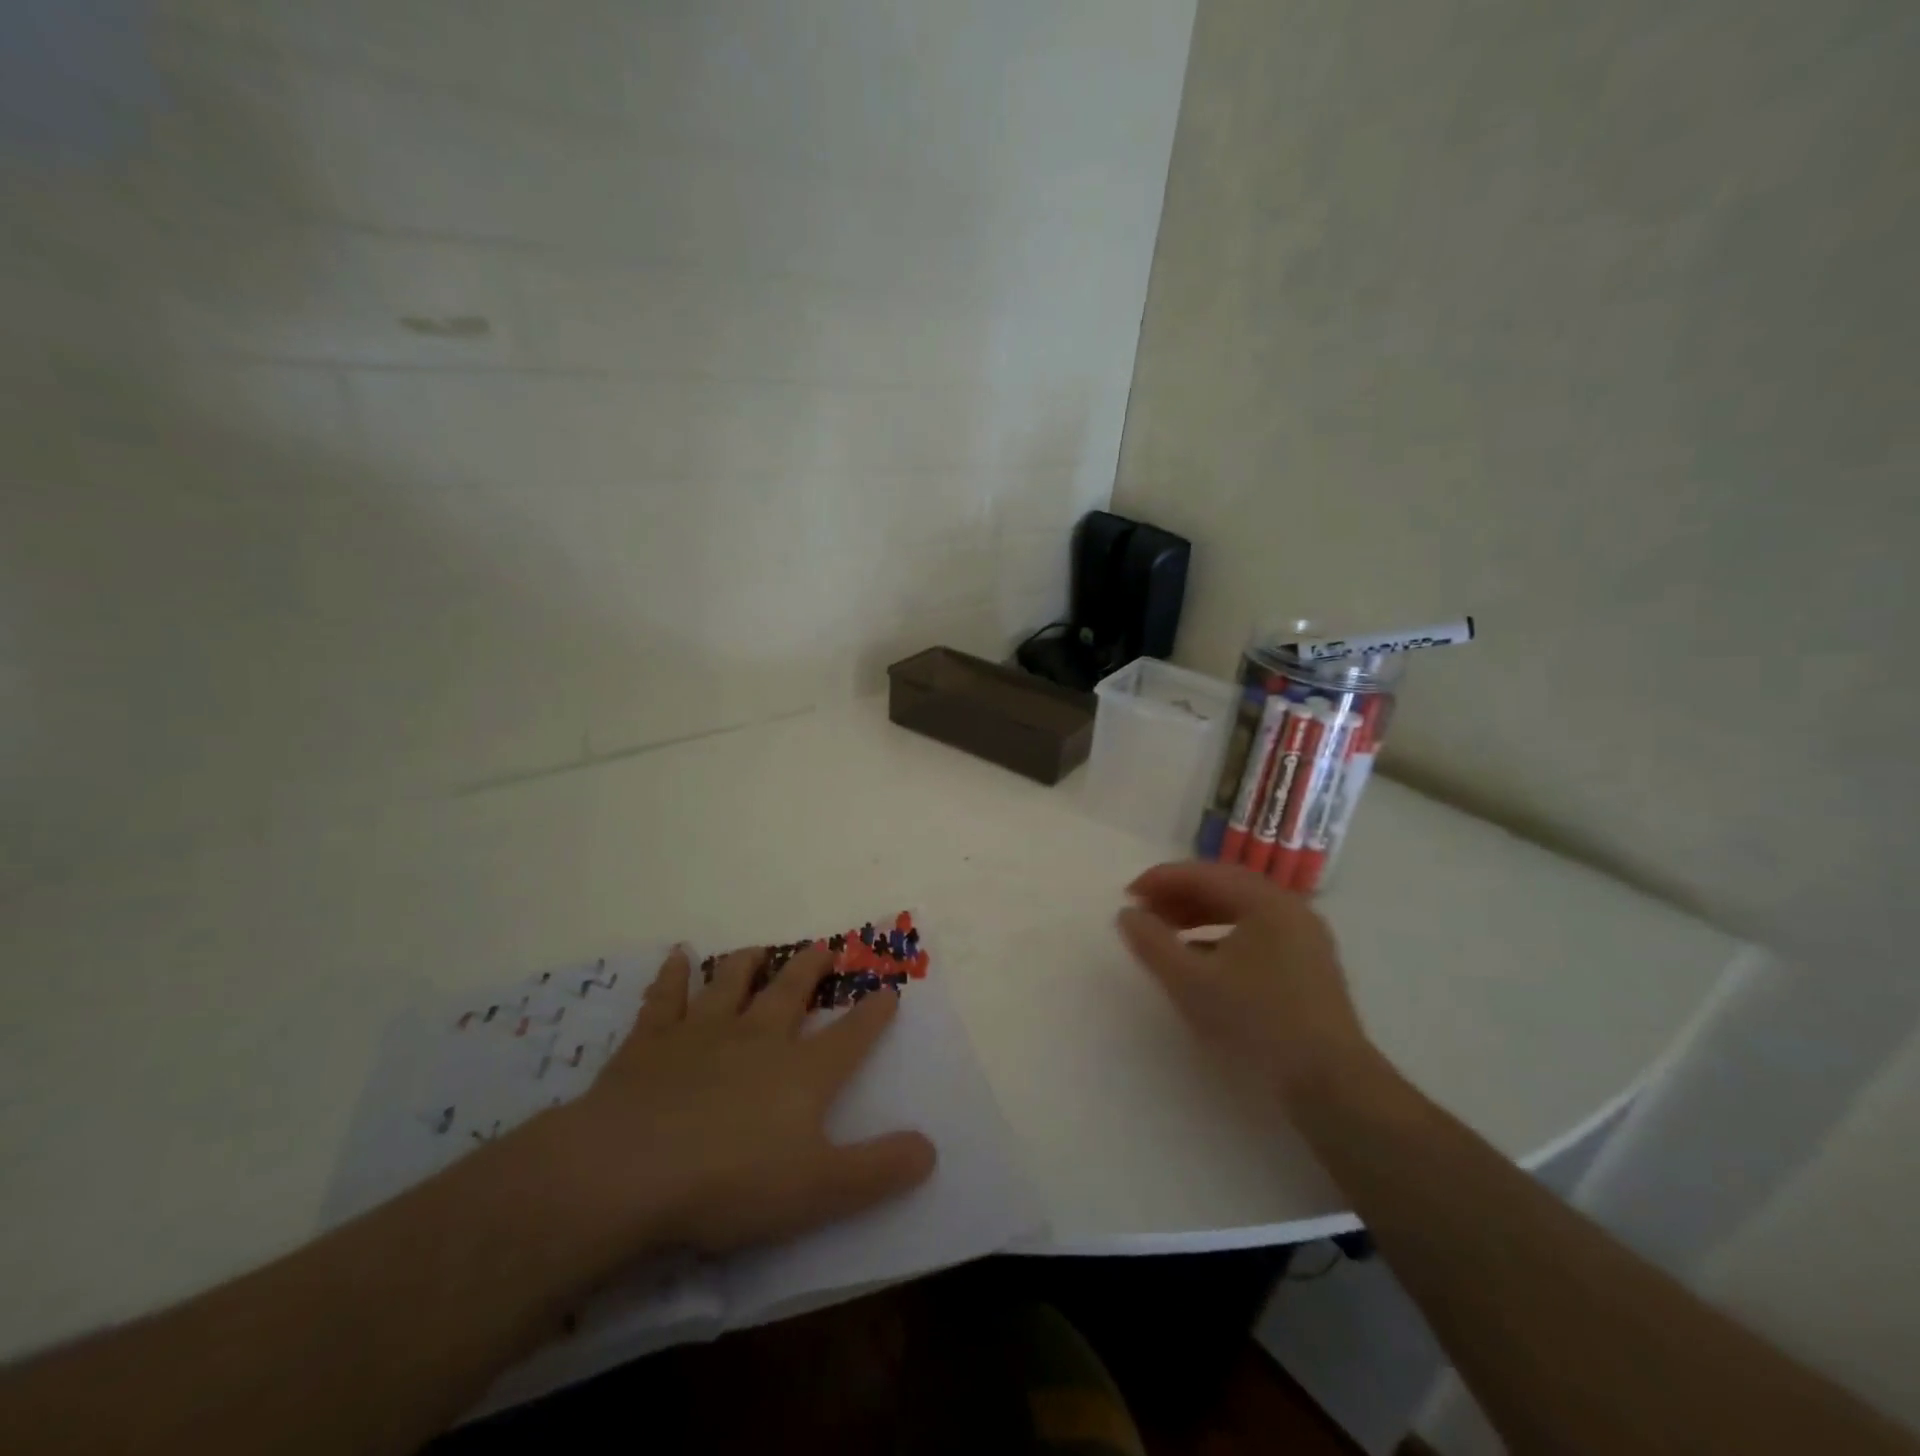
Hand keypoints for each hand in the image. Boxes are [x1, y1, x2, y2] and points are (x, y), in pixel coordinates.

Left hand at [547, 944, 936, 1255]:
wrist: (629, 1170)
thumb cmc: (731, 1183)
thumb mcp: (819, 1191)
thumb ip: (878, 1170)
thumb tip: (931, 1149)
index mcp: (801, 1073)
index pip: (850, 1037)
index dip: (874, 1015)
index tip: (889, 991)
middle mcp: (757, 1038)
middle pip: (791, 993)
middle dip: (811, 969)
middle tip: (824, 947)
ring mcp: (702, 1034)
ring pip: (730, 984)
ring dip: (747, 964)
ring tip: (759, 948)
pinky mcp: (651, 1042)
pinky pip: (665, 998)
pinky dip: (673, 975)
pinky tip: (678, 956)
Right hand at [1117, 860, 1375, 1107]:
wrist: (1331, 1084)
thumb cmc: (1256, 1022)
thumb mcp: (1191, 982)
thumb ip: (1152, 943)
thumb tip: (1127, 914)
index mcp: (1266, 901)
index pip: (1204, 874)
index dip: (1160, 880)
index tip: (1127, 896)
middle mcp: (1290, 909)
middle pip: (1224, 887)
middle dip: (1179, 896)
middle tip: (1143, 911)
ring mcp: (1305, 938)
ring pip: (1241, 911)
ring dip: (1198, 915)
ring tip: (1166, 932)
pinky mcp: (1309, 966)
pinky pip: (1256, 933)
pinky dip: (1221, 936)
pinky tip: (1200, 959)